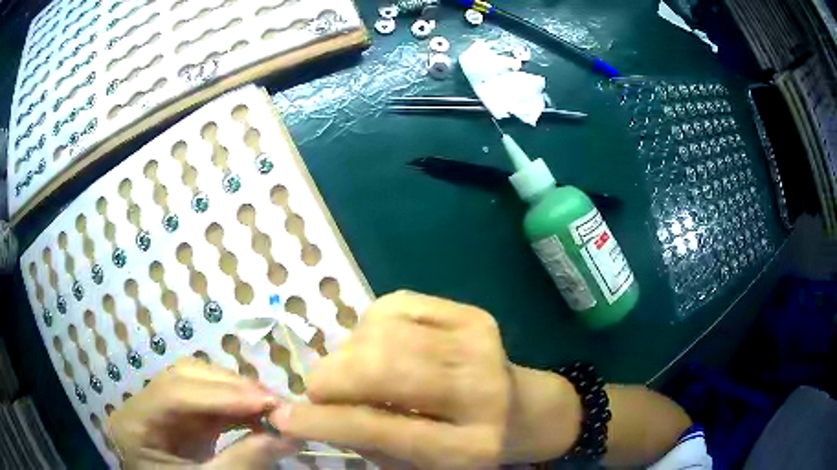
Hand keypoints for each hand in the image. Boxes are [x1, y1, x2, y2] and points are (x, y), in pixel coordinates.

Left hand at [107, 358, 298, 468]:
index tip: (266, 401)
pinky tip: (257, 413)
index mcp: (134, 424)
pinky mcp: (180, 417)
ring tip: (270, 406)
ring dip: (235, 391)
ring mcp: (161, 409)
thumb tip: (289, 437)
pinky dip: (234, 406)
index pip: (173, 394)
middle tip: (273, 401)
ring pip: (196, 382)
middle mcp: (142, 405)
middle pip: (182, 378)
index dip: (219, 394)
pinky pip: (207, 402)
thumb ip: (243, 462)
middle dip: (230, 386)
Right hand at [268, 291, 511, 468]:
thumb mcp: (414, 462)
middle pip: (383, 368)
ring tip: (354, 372)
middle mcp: (480, 392)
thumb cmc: (460, 445)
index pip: (380, 428)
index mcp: (466, 446)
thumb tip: (307, 411)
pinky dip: (370, 326)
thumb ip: (365, 440)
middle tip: (320, 390)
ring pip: (383, 333)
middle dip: (332, 378)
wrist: (518, 408)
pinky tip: (380, 346)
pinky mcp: (473, 315)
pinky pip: (395, 304)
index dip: (323, 421)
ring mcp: (480, 346)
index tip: (283, 417)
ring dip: (349, 352)